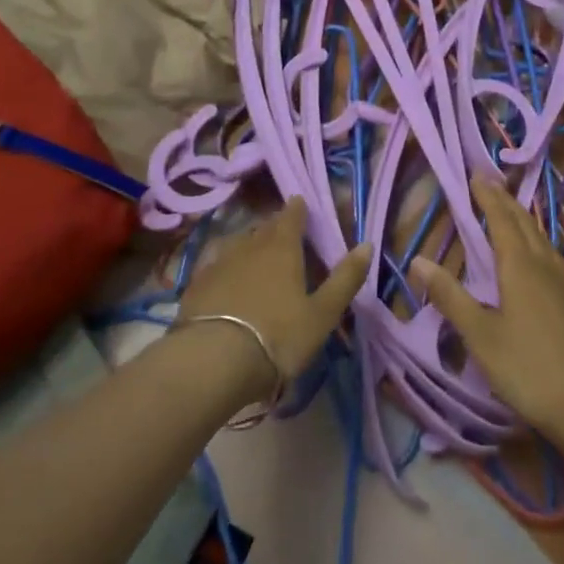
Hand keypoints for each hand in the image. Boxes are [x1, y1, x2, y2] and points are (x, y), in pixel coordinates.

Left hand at [177, 199, 371, 402]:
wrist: (213, 361)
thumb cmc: (278, 336)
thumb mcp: (322, 314)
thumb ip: (345, 279)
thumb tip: (367, 244)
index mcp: (283, 248)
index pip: (291, 217)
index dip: (297, 209)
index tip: (300, 203)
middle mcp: (250, 246)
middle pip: (264, 228)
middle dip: (275, 226)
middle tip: (283, 233)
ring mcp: (219, 262)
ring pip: (238, 242)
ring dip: (249, 243)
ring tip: (255, 251)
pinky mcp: (196, 283)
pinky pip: (214, 261)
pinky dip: (223, 262)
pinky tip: (223, 272)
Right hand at [412, 174, 563, 451]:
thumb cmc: (530, 369)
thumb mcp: (481, 336)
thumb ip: (450, 297)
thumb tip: (418, 260)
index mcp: (520, 266)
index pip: (501, 220)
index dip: (487, 197)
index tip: (475, 175)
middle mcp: (545, 265)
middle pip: (524, 222)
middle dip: (505, 201)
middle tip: (489, 183)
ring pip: (541, 238)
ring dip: (522, 218)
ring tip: (510, 210)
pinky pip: (551, 255)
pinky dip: (536, 240)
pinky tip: (536, 257)